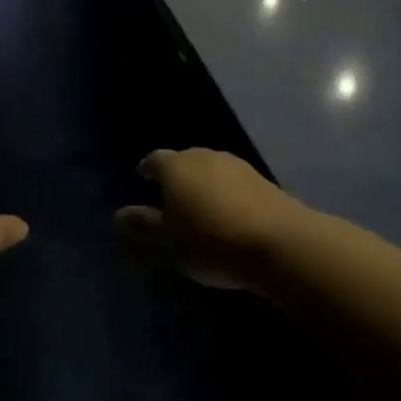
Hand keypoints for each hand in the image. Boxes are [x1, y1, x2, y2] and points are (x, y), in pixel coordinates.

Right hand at [115, 148, 297, 289]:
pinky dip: (228, 196)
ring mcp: (237, 166)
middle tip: (171, 199)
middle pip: (183, 161)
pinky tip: (231, 217)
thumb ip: (141, 227)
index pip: (153, 160)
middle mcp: (203, 156)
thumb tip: (119, 215)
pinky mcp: (264, 182)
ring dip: (204, 186)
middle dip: (176, 177)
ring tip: (202, 210)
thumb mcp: (167, 242)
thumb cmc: (211, 241)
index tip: (143, 180)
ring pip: (211, 171)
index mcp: (175, 166)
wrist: (282, 244)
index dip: (147, 170)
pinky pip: (235, 185)